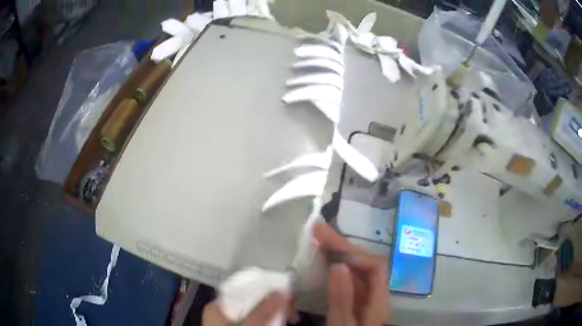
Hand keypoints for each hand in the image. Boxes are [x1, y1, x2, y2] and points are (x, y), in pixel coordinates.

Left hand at [203, 293, 288, 325]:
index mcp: (218, 307)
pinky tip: (283, 323)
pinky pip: (258, 322)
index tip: (286, 293)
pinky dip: (271, 322)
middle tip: (294, 309)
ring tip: (293, 318)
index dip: (265, 288)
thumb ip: (264, 309)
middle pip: (252, 302)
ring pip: (257, 313)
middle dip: (274, 304)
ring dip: (276, 314)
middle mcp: (224, 313)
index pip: (242, 289)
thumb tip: (284, 290)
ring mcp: (232, 324)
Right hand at [314, 223, 389, 325]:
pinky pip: (348, 279)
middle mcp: (375, 294)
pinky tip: (323, 261)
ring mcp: (365, 297)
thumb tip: (340, 265)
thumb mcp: (341, 325)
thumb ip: (341, 299)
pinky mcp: (355, 300)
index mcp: (378, 301)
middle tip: (318, 230)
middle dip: (342, 246)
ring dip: (338, 253)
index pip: (375, 267)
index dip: (355, 254)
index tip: (329, 247)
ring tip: (318, 240)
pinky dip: (335, 267)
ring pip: (355, 270)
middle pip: (365, 264)